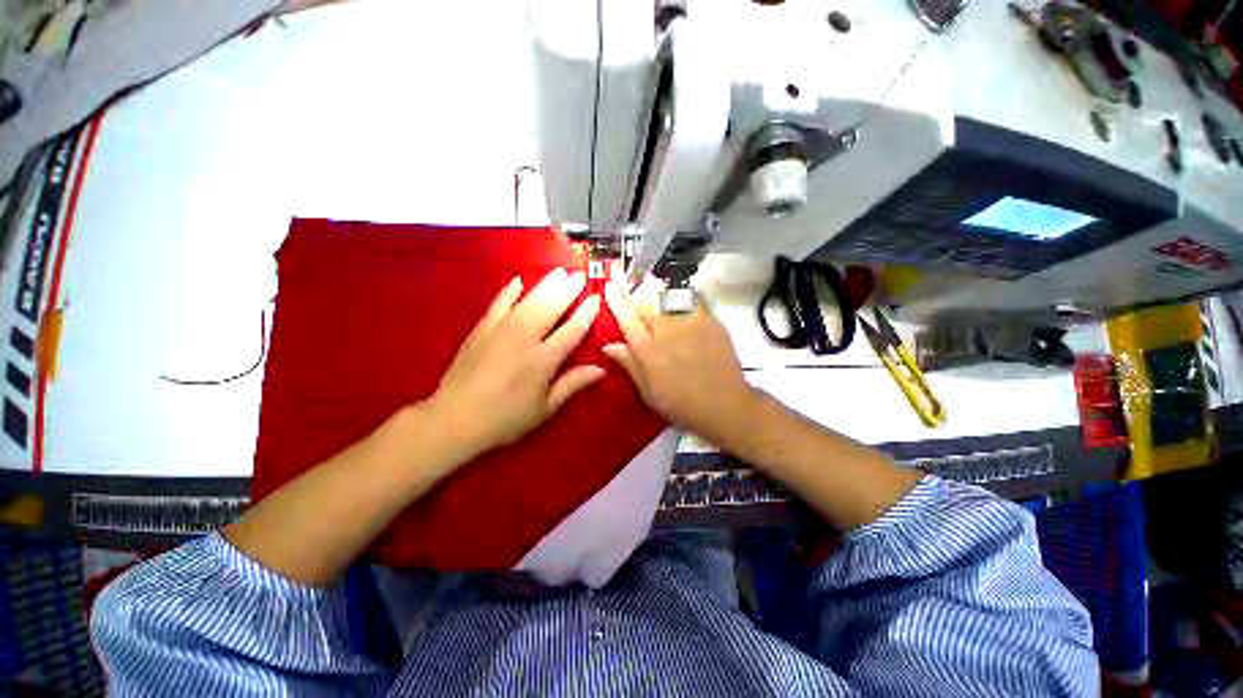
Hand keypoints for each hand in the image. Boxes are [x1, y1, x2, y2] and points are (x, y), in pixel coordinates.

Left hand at [430, 268, 603, 456]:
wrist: (454, 418)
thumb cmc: (505, 418)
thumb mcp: (544, 408)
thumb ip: (572, 384)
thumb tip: (600, 370)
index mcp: (543, 360)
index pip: (572, 330)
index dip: (586, 313)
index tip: (595, 298)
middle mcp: (525, 338)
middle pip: (551, 307)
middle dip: (568, 290)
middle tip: (580, 275)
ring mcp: (501, 330)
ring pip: (529, 300)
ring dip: (546, 284)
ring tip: (559, 272)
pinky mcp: (482, 328)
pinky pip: (498, 303)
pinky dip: (509, 291)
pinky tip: (518, 280)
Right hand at [602, 281, 756, 446]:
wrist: (724, 405)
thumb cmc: (680, 403)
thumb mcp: (648, 390)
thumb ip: (629, 364)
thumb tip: (609, 345)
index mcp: (648, 350)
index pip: (627, 318)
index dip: (616, 301)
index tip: (609, 287)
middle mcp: (667, 330)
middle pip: (647, 304)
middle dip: (636, 297)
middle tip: (632, 296)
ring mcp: (690, 323)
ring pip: (667, 299)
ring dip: (657, 297)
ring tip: (655, 300)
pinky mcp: (710, 321)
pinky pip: (691, 302)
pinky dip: (681, 301)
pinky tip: (679, 305)